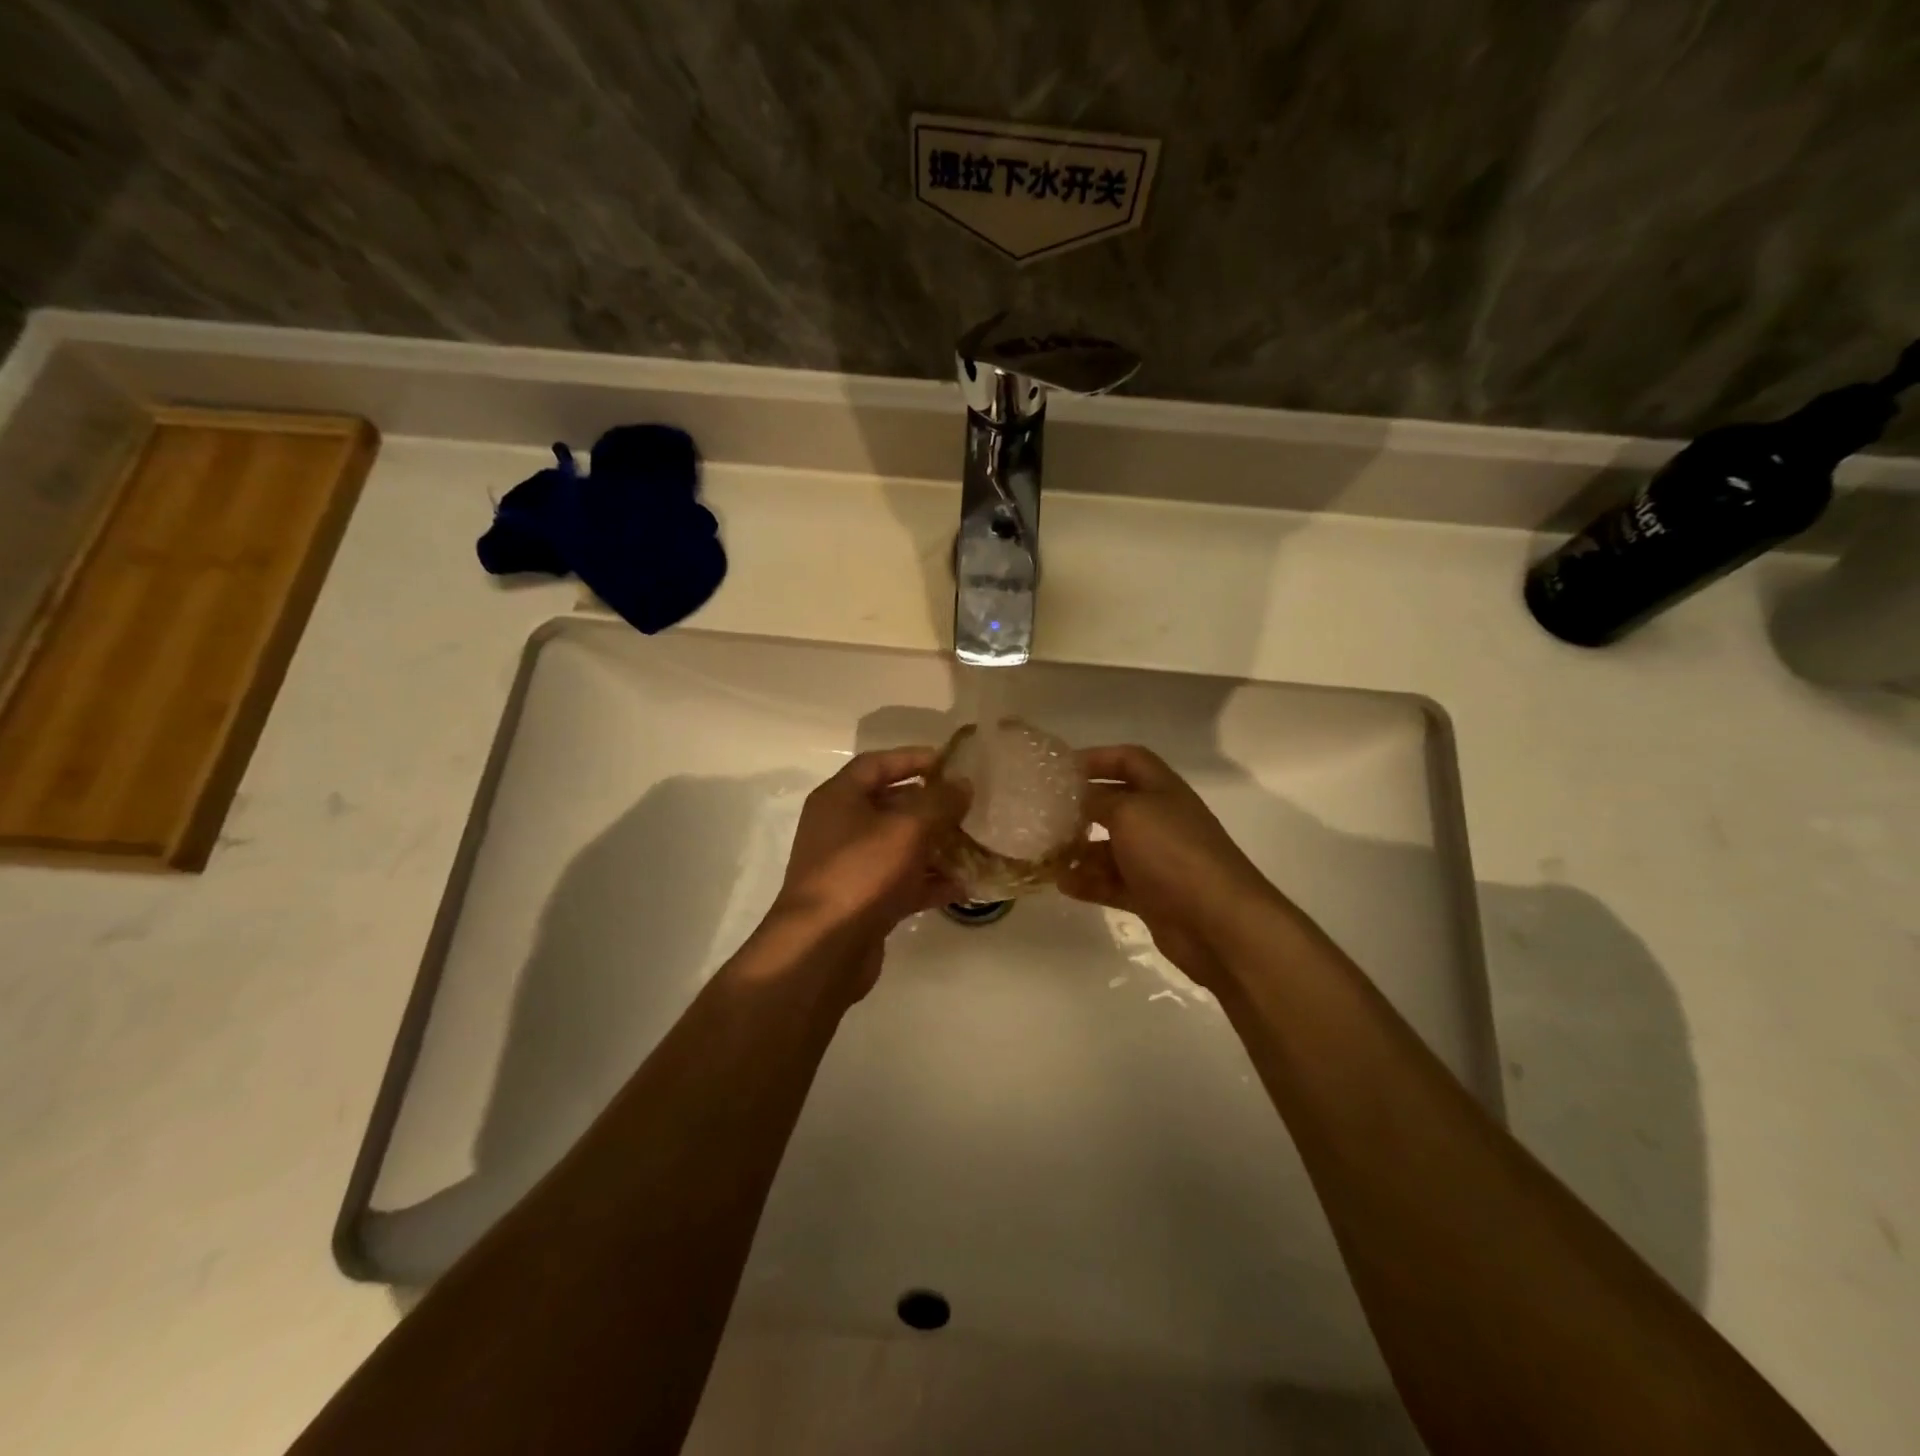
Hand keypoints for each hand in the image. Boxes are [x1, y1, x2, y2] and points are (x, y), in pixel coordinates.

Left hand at [768, 748, 968, 992]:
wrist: (822, 949)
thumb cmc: (861, 873)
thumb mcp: (907, 828)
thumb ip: (939, 802)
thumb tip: (962, 785)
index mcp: (839, 798)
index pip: (877, 763)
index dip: (913, 758)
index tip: (951, 763)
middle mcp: (840, 828)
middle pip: (890, 805)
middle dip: (930, 805)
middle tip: (969, 805)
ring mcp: (851, 867)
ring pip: (899, 846)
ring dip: (935, 845)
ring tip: (975, 844)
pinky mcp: (863, 902)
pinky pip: (901, 882)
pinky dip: (929, 882)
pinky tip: (964, 886)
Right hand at [1059, 745, 1284, 988]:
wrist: (1218, 922)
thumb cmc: (1172, 853)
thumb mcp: (1129, 813)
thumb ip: (1097, 800)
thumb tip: (1075, 796)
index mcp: (1162, 790)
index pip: (1129, 760)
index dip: (1097, 758)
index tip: (1060, 768)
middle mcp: (1160, 820)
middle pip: (1115, 804)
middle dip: (1081, 808)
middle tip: (1044, 814)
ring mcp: (1156, 860)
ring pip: (1109, 848)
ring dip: (1078, 850)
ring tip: (1046, 854)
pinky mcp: (1150, 895)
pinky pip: (1111, 882)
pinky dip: (1088, 882)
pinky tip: (1062, 885)